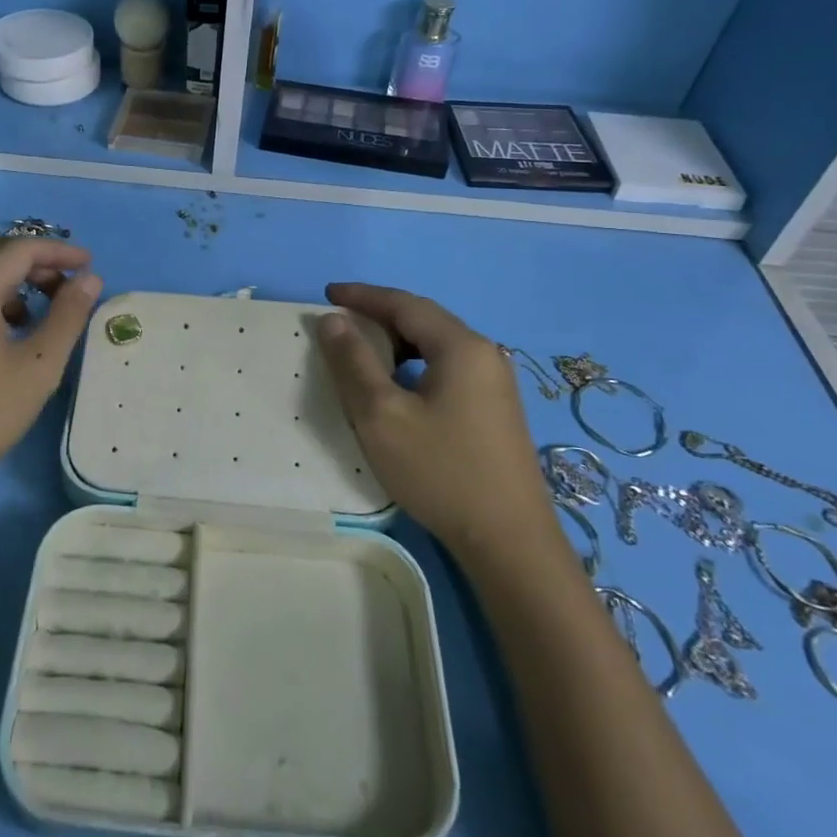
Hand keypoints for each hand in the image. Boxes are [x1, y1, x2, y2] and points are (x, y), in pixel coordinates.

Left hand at [0, 235, 102, 509]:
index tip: (89, 265)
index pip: (21, 247)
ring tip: (36, 310)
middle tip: (65, 286)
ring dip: (7, 274)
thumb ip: (69, 315)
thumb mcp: (38, 367)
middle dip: (33, 259)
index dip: (59, 251)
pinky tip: (1, 328)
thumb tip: (89, 279)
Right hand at [315, 282, 550, 554]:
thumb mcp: (381, 415)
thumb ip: (354, 361)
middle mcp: (485, 354)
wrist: (509, 542)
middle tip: (340, 326)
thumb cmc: (440, 471)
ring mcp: (495, 383)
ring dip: (397, 343)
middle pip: (424, 320)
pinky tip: (399, 390)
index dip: (363, 295)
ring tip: (363, 356)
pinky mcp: (496, 409)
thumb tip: (334, 319)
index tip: (327, 294)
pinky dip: (415, 366)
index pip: (405, 303)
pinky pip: (448, 368)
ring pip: (436, 346)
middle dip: (379, 316)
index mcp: (461, 346)